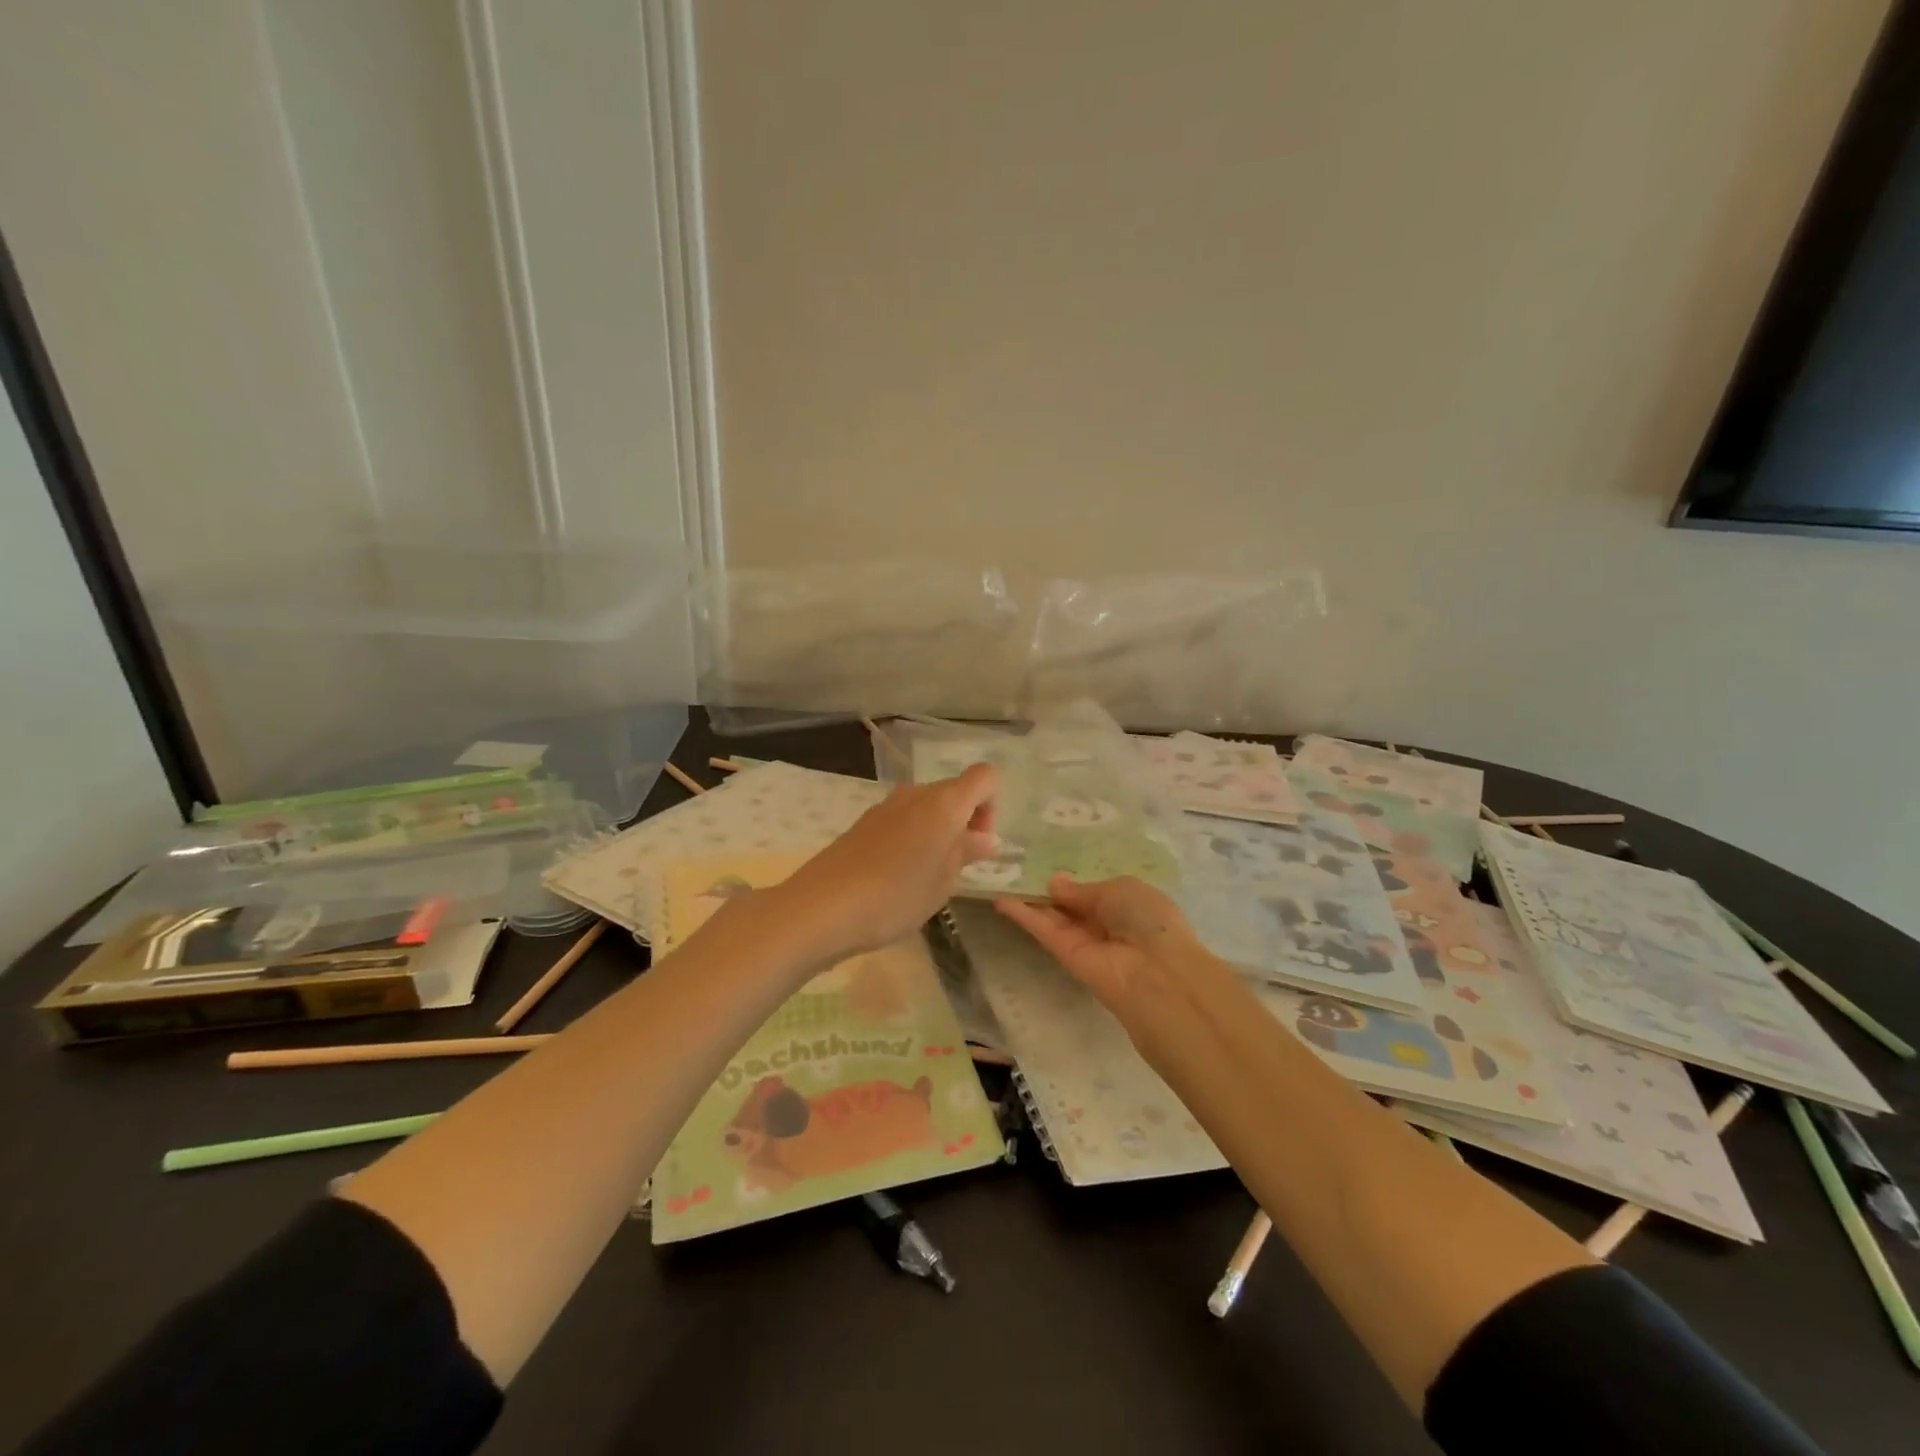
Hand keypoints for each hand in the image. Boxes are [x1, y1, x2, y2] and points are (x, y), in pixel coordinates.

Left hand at [776, 763, 1000, 962]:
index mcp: (944, 802)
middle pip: (955, 792)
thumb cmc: (897, 895)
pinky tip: (897, 878)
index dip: (992, 805)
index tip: (978, 842)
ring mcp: (886, 806)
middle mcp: (916, 794)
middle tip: (955, 868)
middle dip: (964, 823)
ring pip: (926, 808)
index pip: (985, 776)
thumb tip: (986, 838)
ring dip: (936, 833)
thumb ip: (968, 852)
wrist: (822, 907)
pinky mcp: (863, 823)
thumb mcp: (944, 881)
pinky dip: (911, 839)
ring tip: (925, 877)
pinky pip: (902, 821)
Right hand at [996, 874, 1233, 1033]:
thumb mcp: (1120, 889)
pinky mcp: (1066, 957)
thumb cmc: (1149, 921)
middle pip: (1071, 905)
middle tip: (1015, 866)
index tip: (1044, 861)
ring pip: (1054, 918)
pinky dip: (1024, 915)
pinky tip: (1001, 898)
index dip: (1073, 880)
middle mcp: (1106, 924)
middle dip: (1048, 888)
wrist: (1158, 975)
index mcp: (1129, 904)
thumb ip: (1083, 889)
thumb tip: (1055, 883)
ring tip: (1000, 877)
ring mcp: (1085, 942)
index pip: (1095, 892)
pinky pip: (1044, 931)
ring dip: (1029, 900)